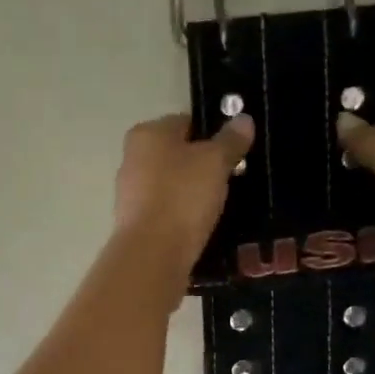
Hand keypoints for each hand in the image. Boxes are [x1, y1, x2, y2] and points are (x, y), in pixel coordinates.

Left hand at [114, 113, 253, 292]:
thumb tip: (244, 119)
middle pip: (177, 154)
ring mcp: (130, 193)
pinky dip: (182, 215)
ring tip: (220, 205)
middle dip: (202, 165)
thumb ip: (230, 140)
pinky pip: (166, 211)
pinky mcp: (135, 224)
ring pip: (171, 184)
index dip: (213, 134)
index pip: (186, 123)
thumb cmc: (183, 196)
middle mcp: (132, 158)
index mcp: (147, 134)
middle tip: (232, 179)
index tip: (234, 152)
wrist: (153, 254)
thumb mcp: (215, 162)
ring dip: (193, 192)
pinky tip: (201, 226)